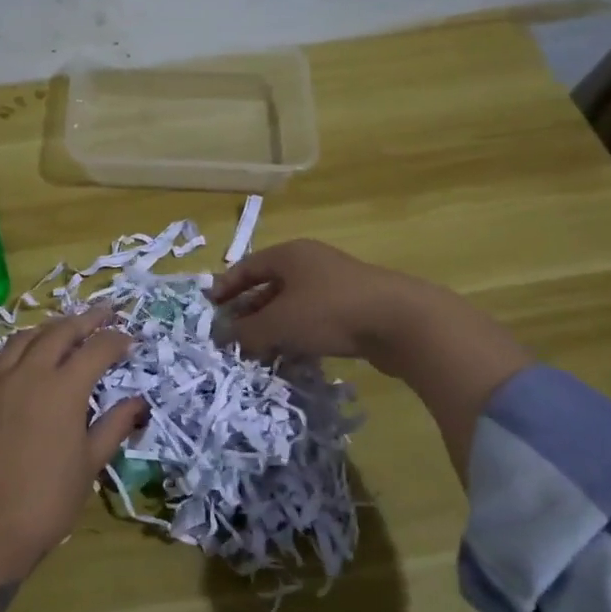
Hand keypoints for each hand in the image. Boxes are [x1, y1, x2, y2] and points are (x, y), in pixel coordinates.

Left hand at [0, 304, 146, 593]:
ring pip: (19, 341)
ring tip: (57, 331)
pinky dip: (3, 359)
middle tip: (103, 313)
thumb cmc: (44, 502)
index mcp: (64, 387)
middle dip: (85, 320)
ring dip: (44, 331)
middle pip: (59, 332)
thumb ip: (113, 426)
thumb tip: (138, 401)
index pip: (97, 349)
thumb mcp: (88, 465)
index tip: (130, 338)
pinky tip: (7, 365)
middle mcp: (28, 373)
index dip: (116, 339)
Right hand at [208, 239, 418, 372]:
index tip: (210, 308)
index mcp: (289, 255)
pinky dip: (297, 335)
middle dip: (248, 311)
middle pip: (269, 285)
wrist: (401, 322)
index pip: (247, 267)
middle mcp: (310, 263)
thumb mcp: (280, 323)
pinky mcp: (354, 308)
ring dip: (272, 327)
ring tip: (257, 352)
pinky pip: (314, 319)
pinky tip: (291, 356)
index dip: (225, 287)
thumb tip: (223, 337)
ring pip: (292, 305)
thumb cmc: (330, 311)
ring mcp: (334, 285)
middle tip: (231, 335)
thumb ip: (247, 331)